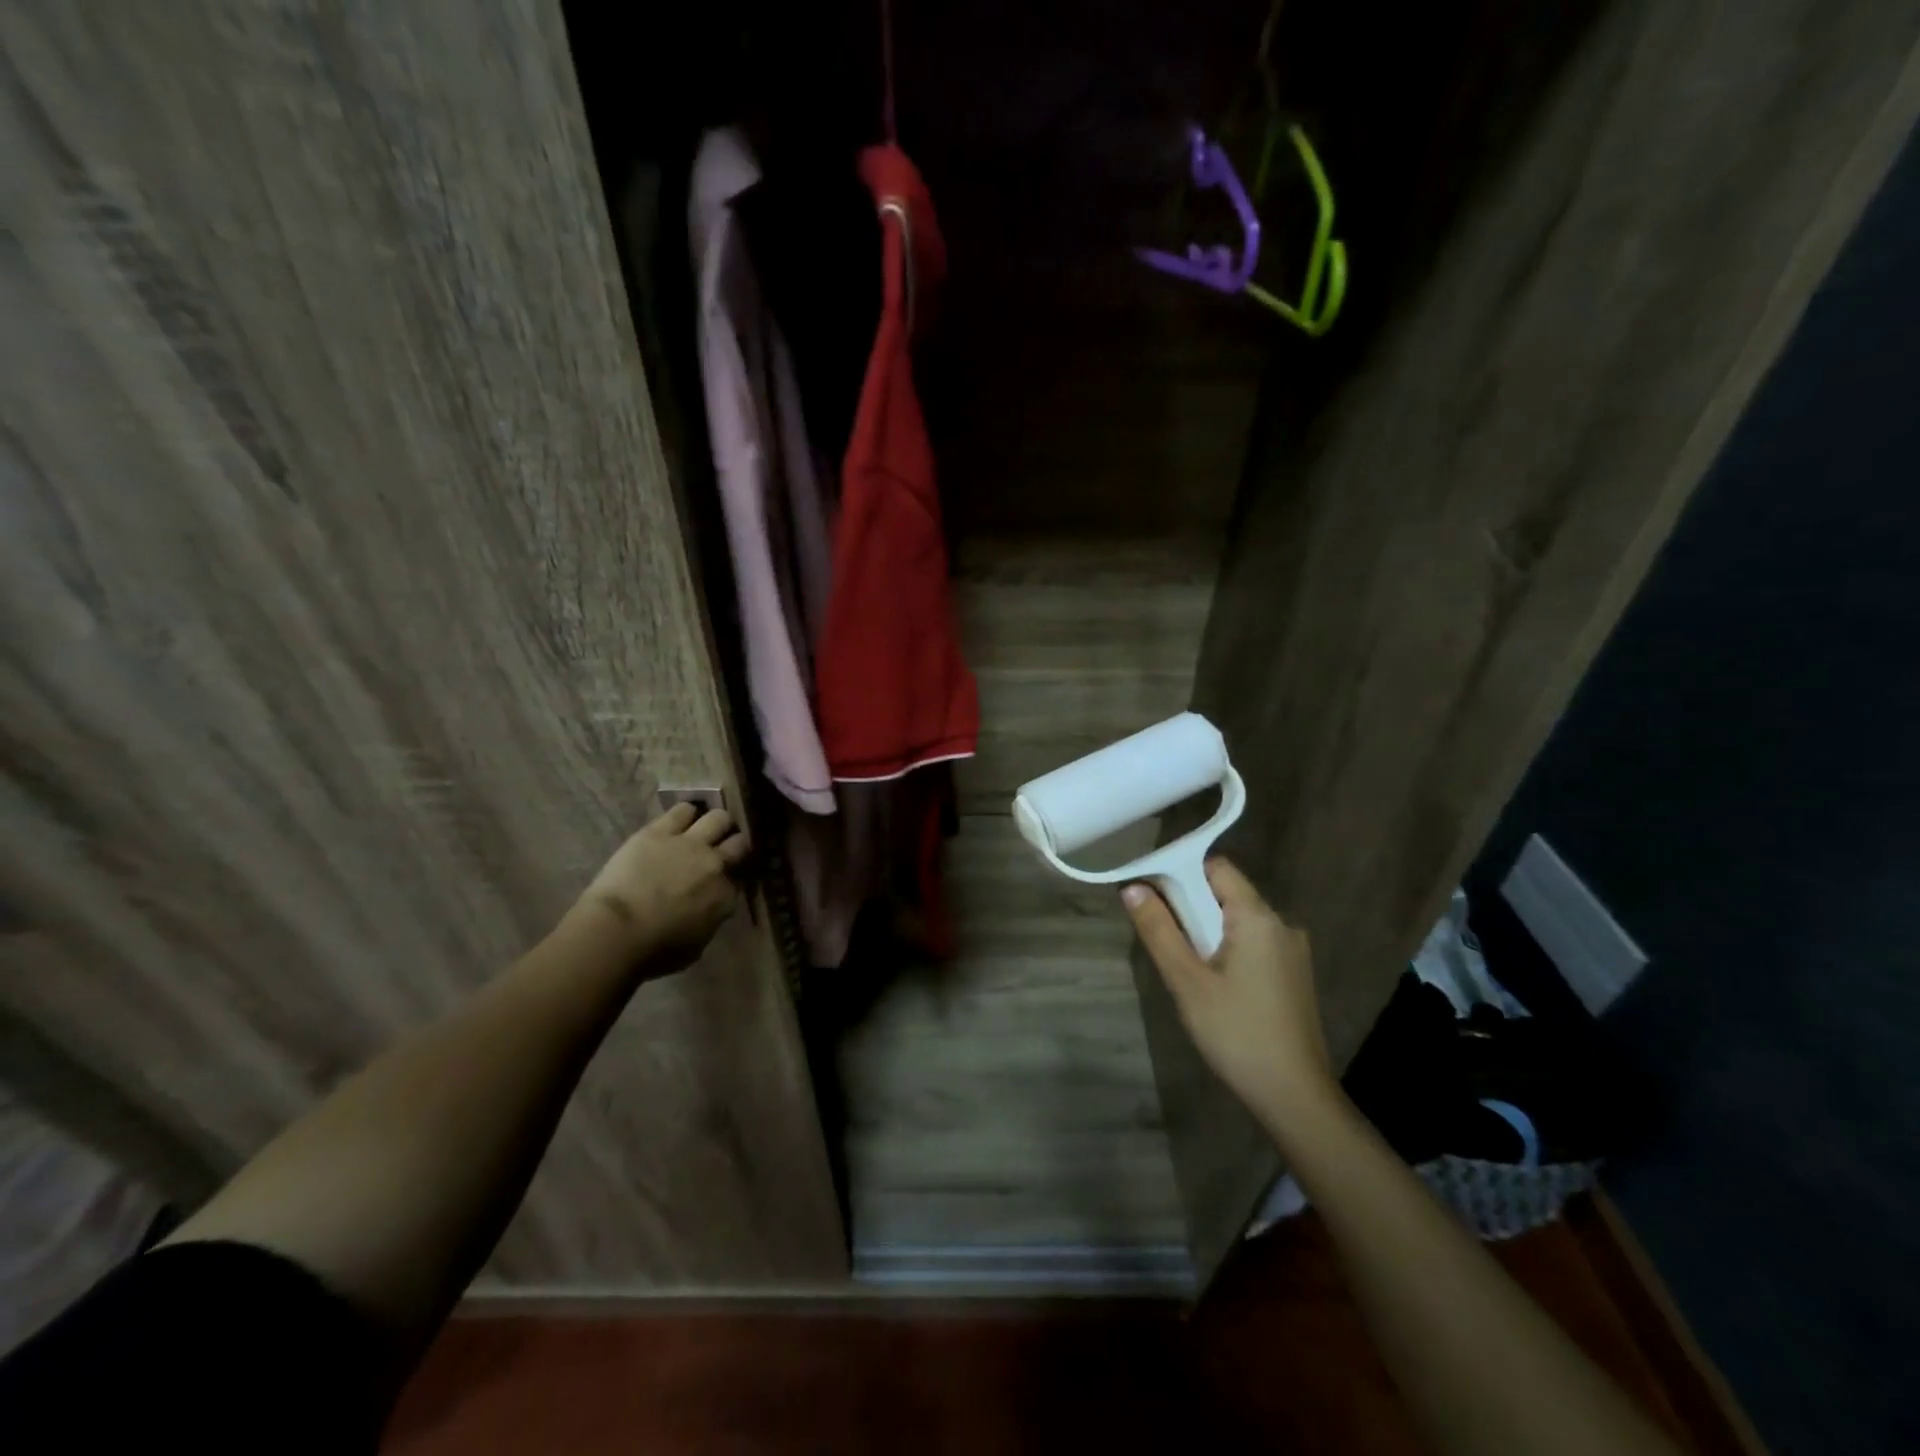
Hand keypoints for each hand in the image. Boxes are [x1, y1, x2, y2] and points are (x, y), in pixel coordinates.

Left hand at [578, 803, 748, 973]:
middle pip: (738, 843)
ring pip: (718, 818)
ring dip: (715, 824)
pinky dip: (686, 813)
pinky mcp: (661, 831)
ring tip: (705, 828)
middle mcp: (715, 865)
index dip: (730, 878)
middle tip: (721, 849)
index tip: (722, 880)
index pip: (738, 879)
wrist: (617, 932)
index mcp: (725, 897)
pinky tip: (681, 819)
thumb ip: (708, 921)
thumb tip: (707, 910)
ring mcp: (690, 844)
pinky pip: (683, 810)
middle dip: (732, 845)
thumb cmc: (653, 952)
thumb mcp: (696, 946)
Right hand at [1123, 858, 1333, 1124]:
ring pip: (1238, 920)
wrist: (1294, 1096)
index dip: (1181, 871)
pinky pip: (1252, 943)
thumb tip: (1132, 888)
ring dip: (1206, 930)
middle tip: (1161, 935)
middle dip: (1190, 906)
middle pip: (1226, 893)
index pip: (1216, 868)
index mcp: (1258, 917)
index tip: (1151, 893)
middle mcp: (1281, 924)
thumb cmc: (1237, 1033)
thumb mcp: (1187, 982)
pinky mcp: (1292, 974)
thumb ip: (1159, 931)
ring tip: (1183, 965)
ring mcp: (1292, 950)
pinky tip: (1211, 983)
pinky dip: (1226, 948)